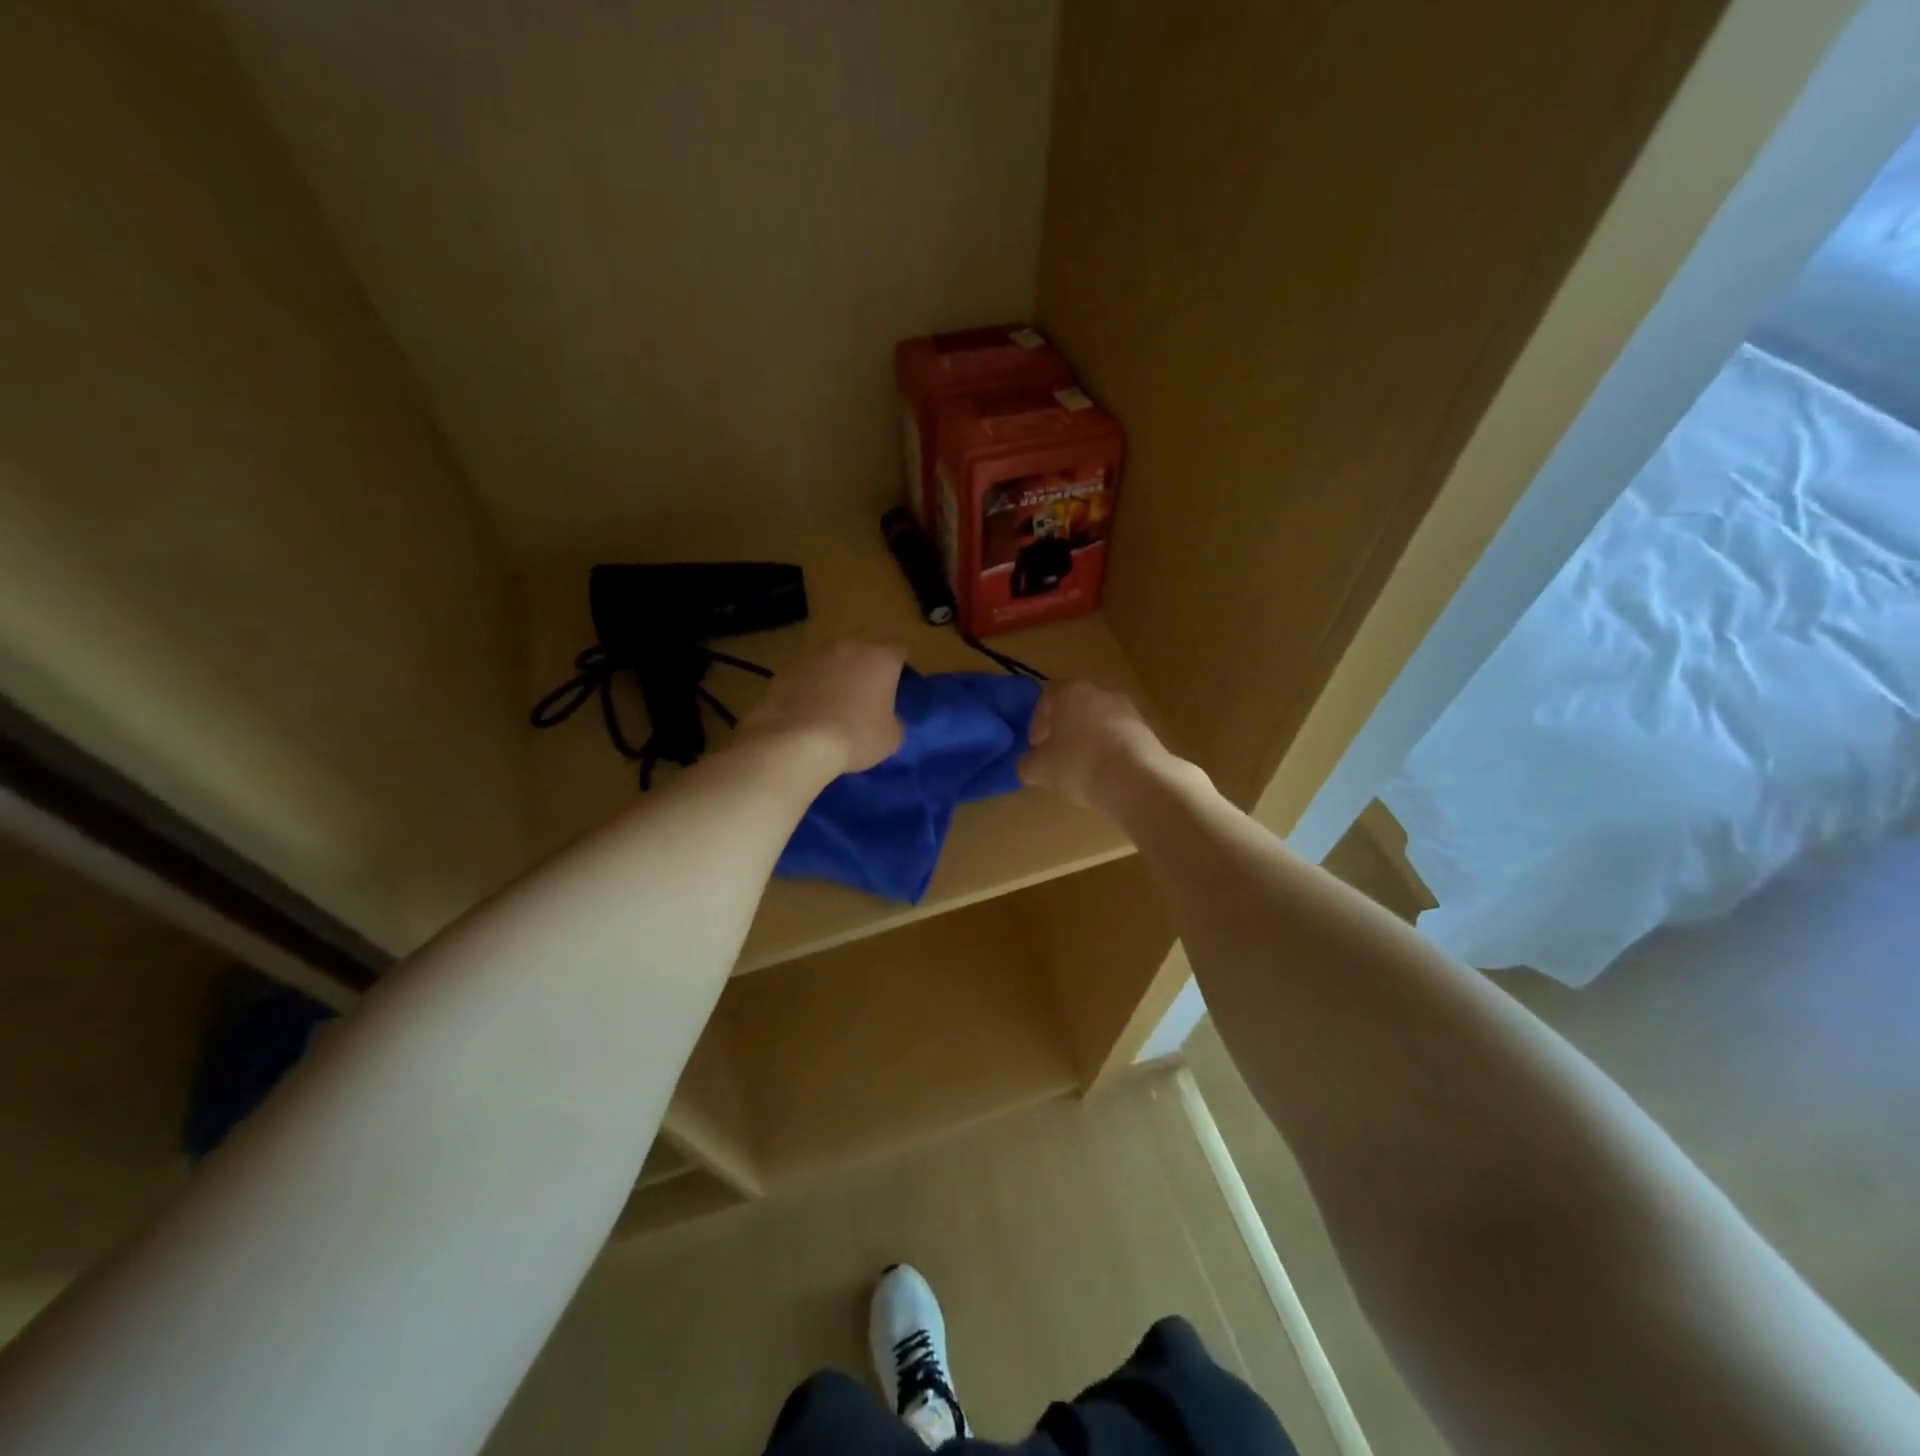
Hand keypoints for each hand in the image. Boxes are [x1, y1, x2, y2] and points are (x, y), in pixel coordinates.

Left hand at [740, 639, 905, 775]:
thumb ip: (894, 720)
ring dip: (837, 675)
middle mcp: (849, 647)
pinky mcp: (787, 670)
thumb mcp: (892, 737)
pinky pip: (807, 675)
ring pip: (833, 660)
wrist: (798, 742)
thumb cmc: (857, 736)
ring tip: (834, 705)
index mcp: (881, 658)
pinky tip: (809, 712)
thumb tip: (887, 719)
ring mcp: (815, 655)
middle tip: (867, 696)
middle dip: (867, 667)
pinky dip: (811, 688)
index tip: (898, 688)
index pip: (900, 650)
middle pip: (864, 649)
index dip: (900, 668)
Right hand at [1018, 679, 1170, 808]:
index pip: (1046, 698)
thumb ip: (1028, 763)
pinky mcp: (1148, 731)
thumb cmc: (1079, 764)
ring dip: (1089, 742)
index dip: (1037, 724)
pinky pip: (1120, 739)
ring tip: (1083, 771)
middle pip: (1075, 708)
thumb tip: (1030, 765)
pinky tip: (1106, 775)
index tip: (1037, 748)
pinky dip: (1110, 752)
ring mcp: (1128, 710)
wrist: (1136, 780)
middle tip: (1057, 759)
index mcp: (1070, 691)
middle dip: (1064, 732)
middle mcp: (1100, 692)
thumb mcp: (1039, 769)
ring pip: (1099, 723)